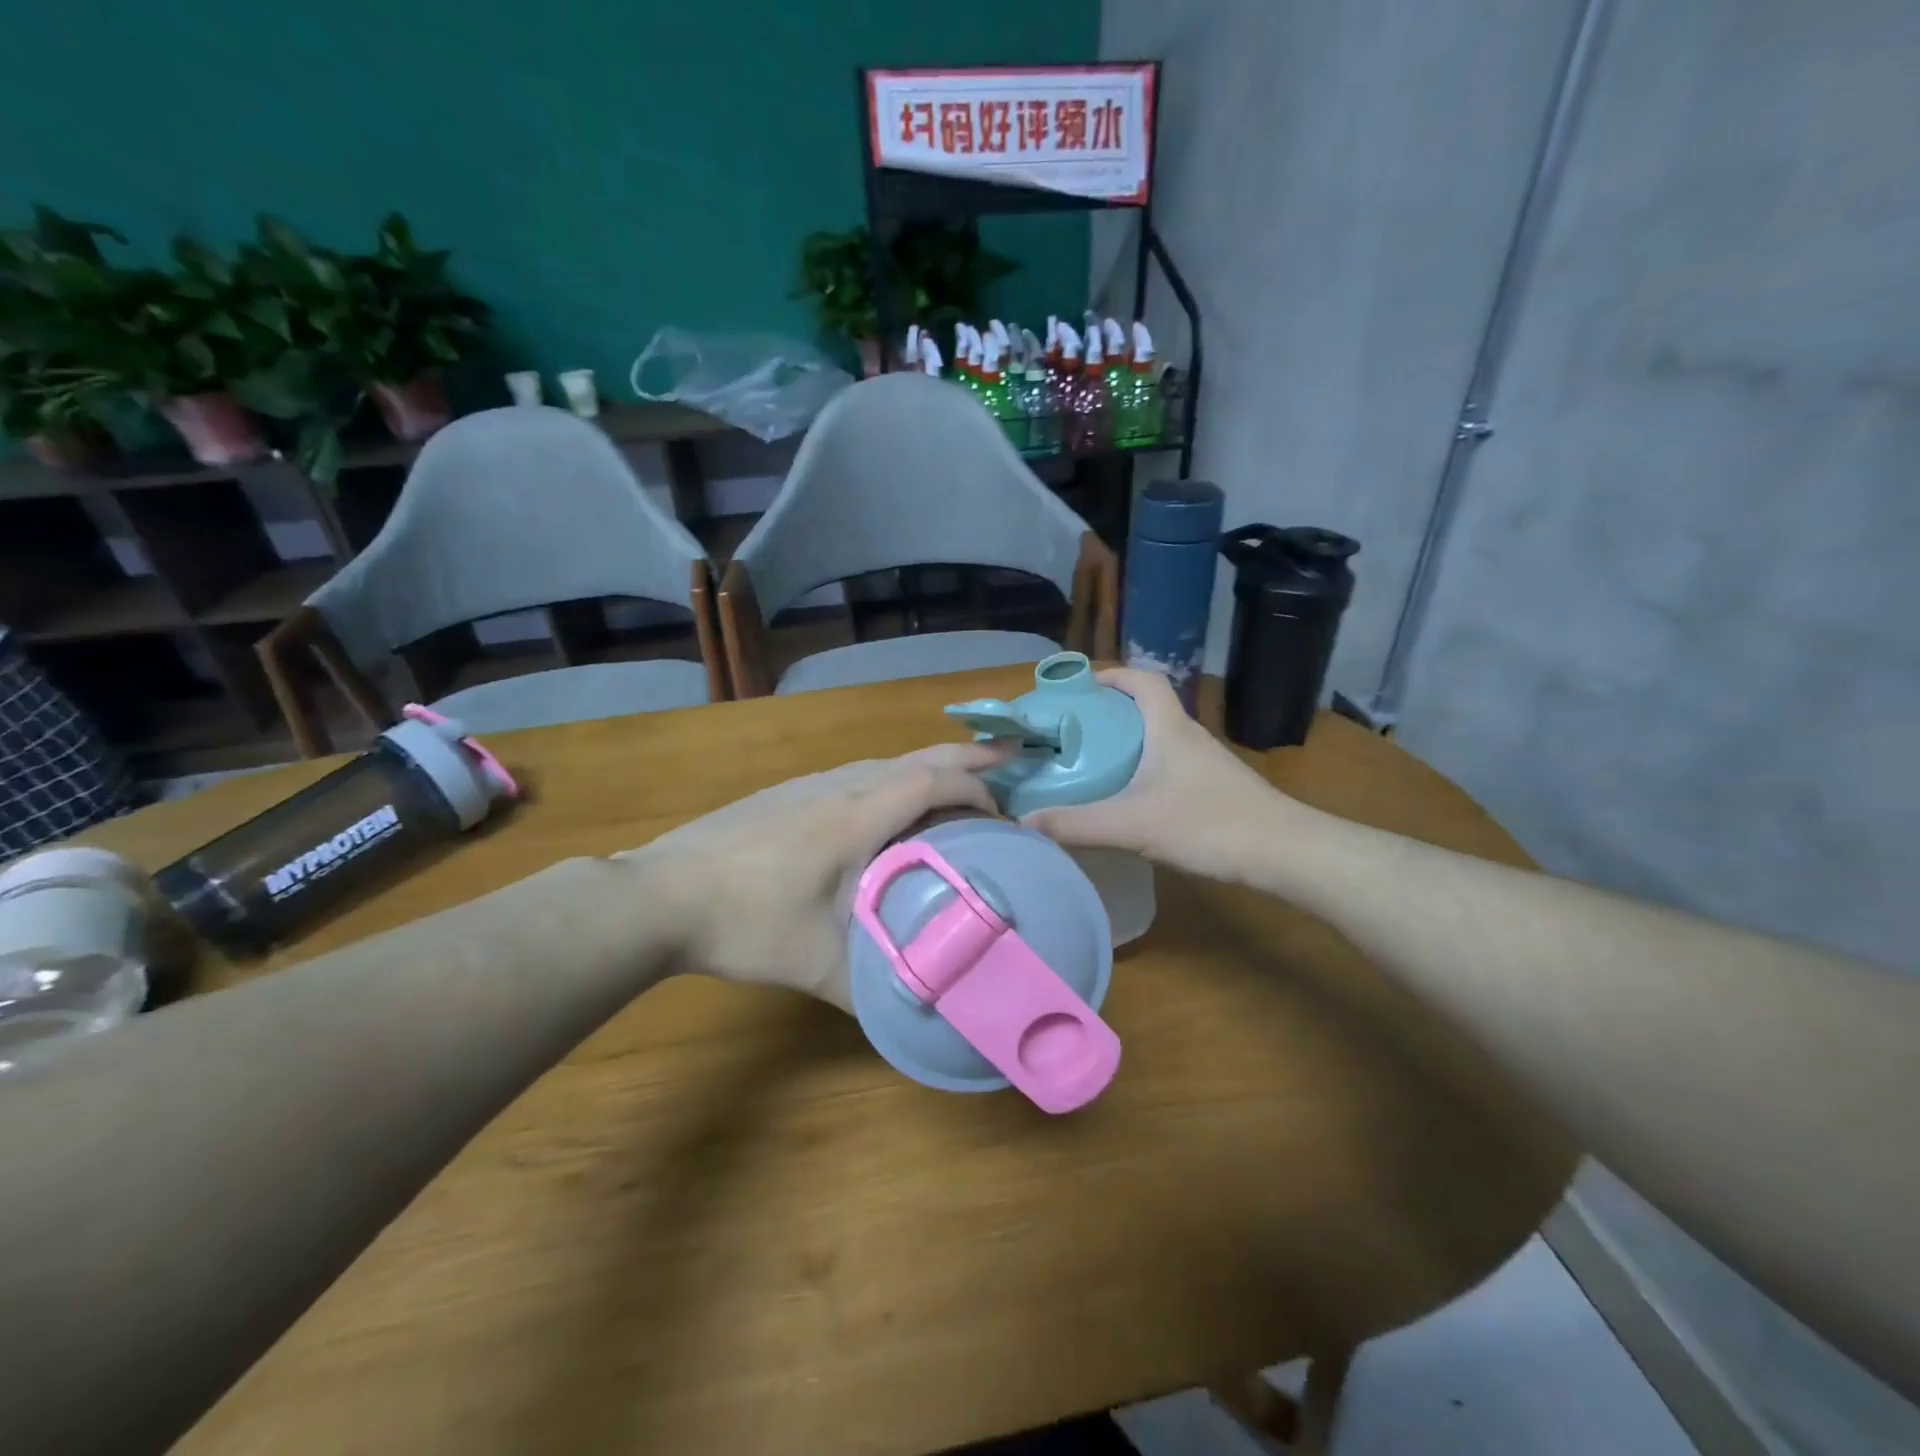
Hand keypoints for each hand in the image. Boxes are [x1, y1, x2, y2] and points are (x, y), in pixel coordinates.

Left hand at [622, 743, 1006, 1010]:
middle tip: (1012, 757)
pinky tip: (888, 809)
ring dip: (929, 768)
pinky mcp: (786, 793)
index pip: (933, 782)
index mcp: (858, 815)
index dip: (977, 790)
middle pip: (917, 756)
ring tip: (958, 789)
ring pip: (885, 762)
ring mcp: (809, 784)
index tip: (1003, 819)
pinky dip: (894, 779)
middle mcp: (839, 786)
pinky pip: (858, 774)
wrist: (660, 895)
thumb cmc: (745, 923)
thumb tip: (918, 1018)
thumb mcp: (817, 966)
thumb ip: (872, 992)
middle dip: (970, 756)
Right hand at [1021, 667, 1289, 882]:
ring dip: (1127, 743)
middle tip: (1073, 732)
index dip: (1112, 675)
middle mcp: (1188, 736)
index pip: (1142, 679)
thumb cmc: (1208, 824)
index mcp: (1169, 728)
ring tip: (1091, 764)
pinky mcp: (1214, 789)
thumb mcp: (1132, 825)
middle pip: (1146, 708)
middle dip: (1109, 713)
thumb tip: (1023, 821)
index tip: (1079, 687)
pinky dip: (1144, 770)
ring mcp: (1205, 764)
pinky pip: (1170, 766)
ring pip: (1158, 739)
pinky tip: (1129, 800)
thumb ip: (1076, 824)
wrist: (1284, 852)